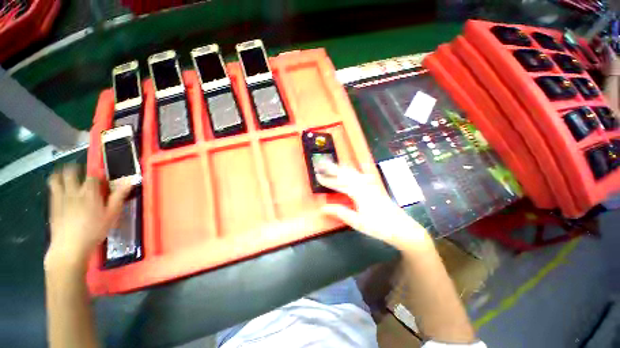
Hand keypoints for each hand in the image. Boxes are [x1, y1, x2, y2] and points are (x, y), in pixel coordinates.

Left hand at [45, 165, 131, 268]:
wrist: (69, 247)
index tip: (102, 180)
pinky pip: (52, 189)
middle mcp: (73, 191)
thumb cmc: (94, 231)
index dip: (98, 175)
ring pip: (56, 178)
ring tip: (67, 177)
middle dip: (75, 169)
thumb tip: (130, 182)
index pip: (93, 176)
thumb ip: (119, 197)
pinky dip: (56, 185)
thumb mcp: (111, 215)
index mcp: (89, 192)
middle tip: (81, 173)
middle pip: (71, 172)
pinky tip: (60, 189)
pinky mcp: (52, 205)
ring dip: (61, 174)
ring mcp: (60, 197)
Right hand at [317, 162, 429, 249]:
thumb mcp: (357, 222)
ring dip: (342, 167)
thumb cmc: (378, 227)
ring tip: (334, 163)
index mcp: (358, 193)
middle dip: (333, 167)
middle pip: (346, 173)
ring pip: (354, 172)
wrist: (402, 228)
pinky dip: (358, 169)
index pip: (339, 183)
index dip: (327, 180)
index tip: (317, 175)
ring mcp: (371, 185)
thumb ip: (340, 212)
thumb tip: (323, 208)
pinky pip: (364, 175)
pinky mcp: (375, 187)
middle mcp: (364, 185)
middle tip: (322, 162)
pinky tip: (359, 166)